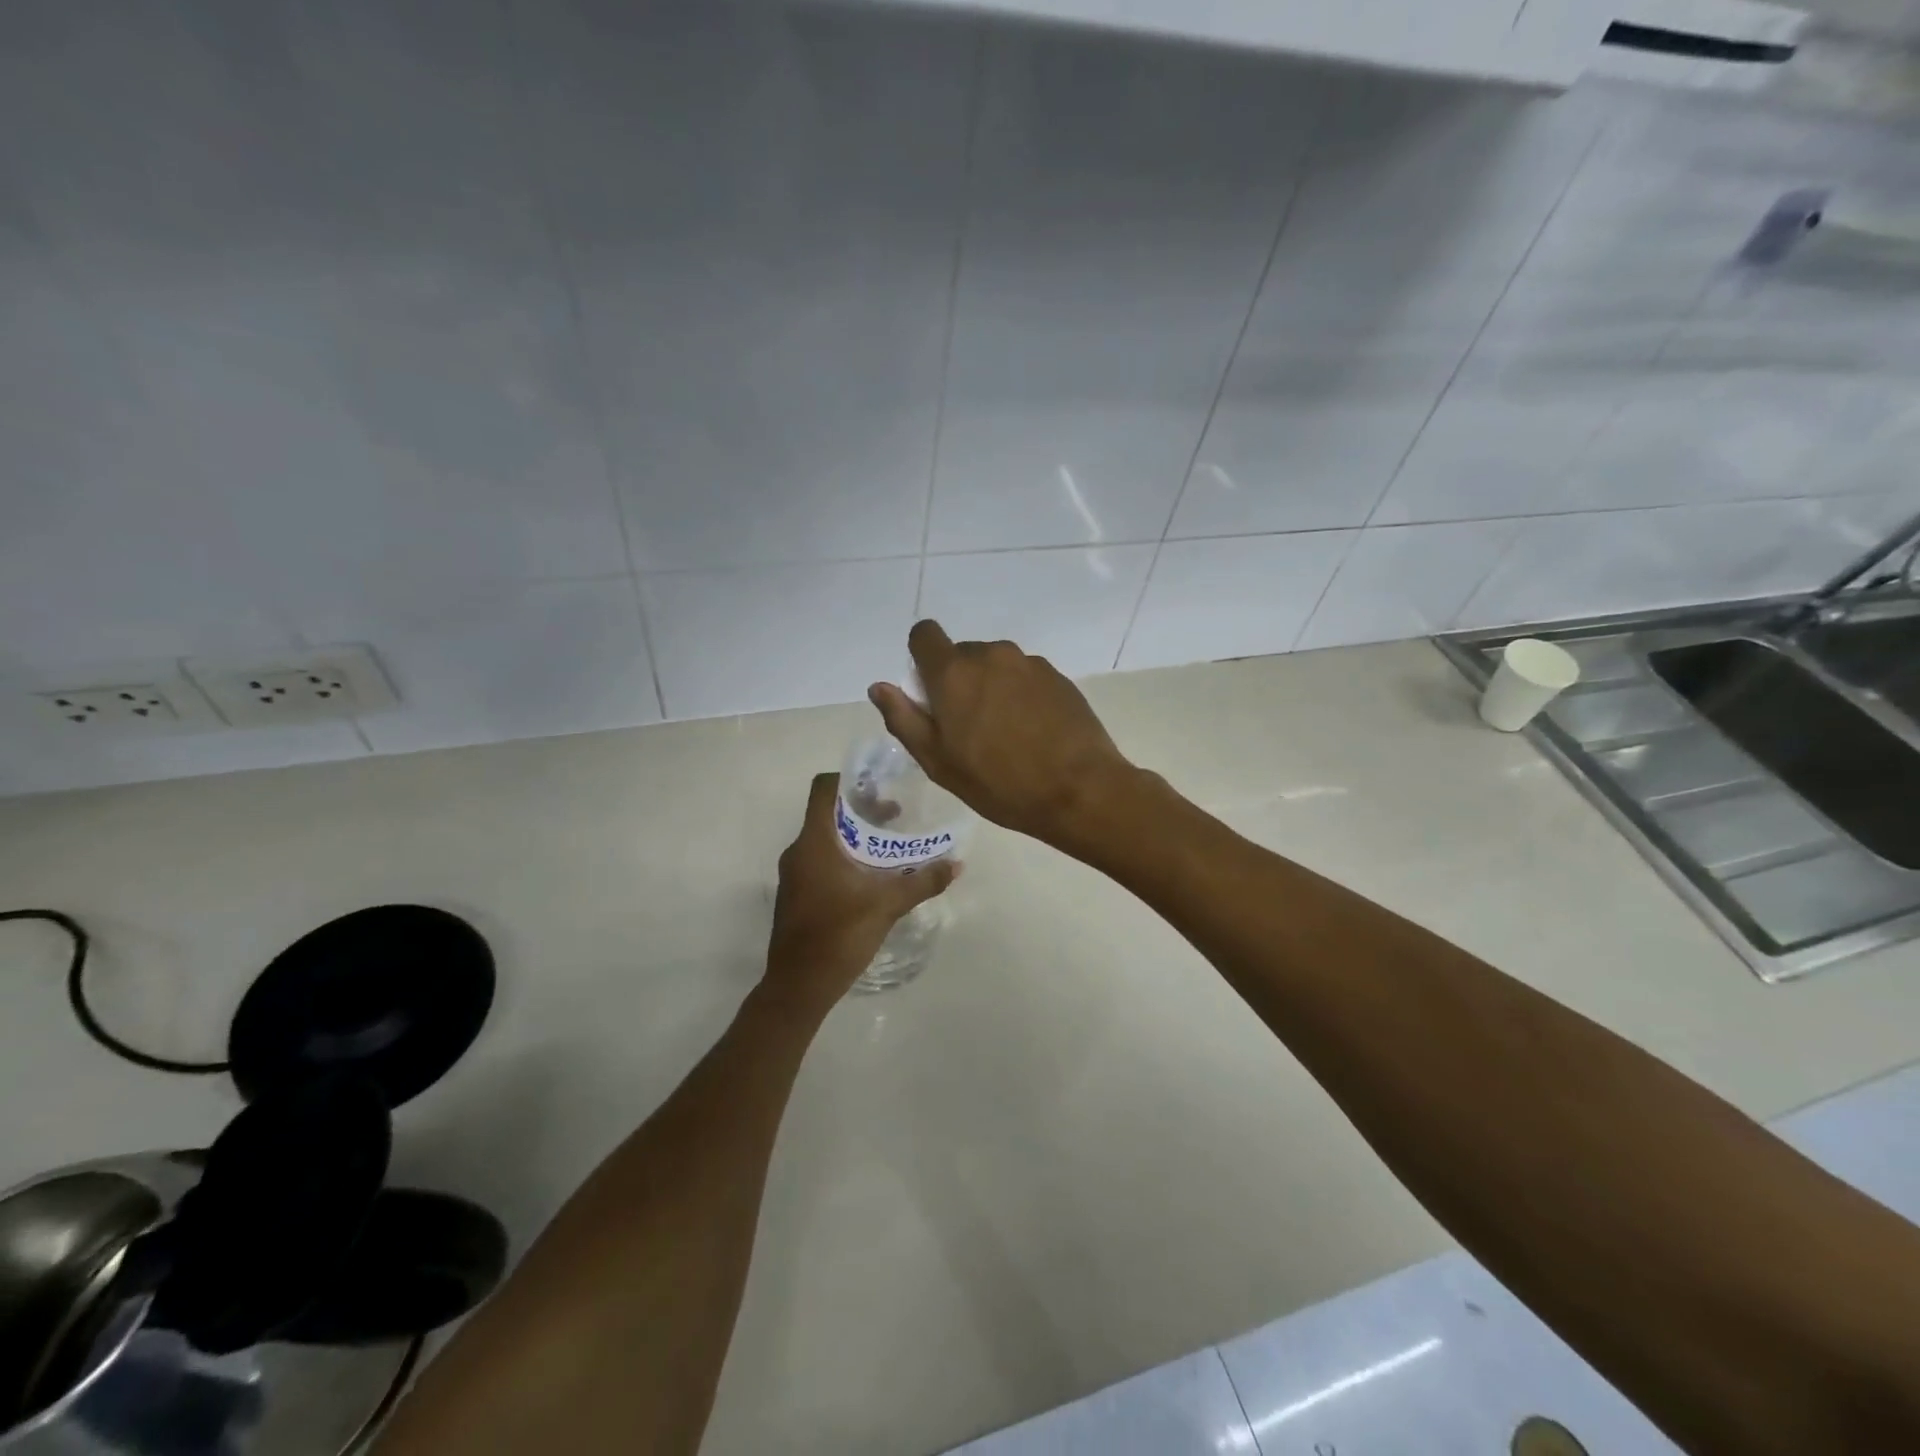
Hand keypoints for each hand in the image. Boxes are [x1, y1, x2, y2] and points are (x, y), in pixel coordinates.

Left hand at [764, 772, 957, 1013]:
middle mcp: (799, 851)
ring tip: (889, 845)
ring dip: (855, 836)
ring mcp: (795, 874)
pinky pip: (821, 860)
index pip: (824, 789)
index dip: (850, 779)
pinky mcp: (797, 894)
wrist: (799, 986)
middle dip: (862, 810)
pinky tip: (872, 876)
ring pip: (825, 839)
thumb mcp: (888, 905)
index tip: (880, 784)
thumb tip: (956, 864)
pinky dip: (845, 857)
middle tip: (896, 814)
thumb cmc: (840, 935)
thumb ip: (923, 881)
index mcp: (815, 842)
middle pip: (828, 813)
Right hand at [867, 620, 1138, 850]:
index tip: (930, 694)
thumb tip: (879, 687)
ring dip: (991, 688)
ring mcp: (1029, 663)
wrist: (1079, 790)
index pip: (924, 635)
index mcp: (954, 672)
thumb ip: (904, 719)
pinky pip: (1025, 677)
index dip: (921, 658)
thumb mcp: (938, 762)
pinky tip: (1033, 732)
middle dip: (958, 681)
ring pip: (995, 666)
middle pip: (961, 654)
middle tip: (968, 729)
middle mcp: (991, 655)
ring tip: (1005, 735)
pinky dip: (1020, 695)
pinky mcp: (1058, 676)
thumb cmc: (999, 783)